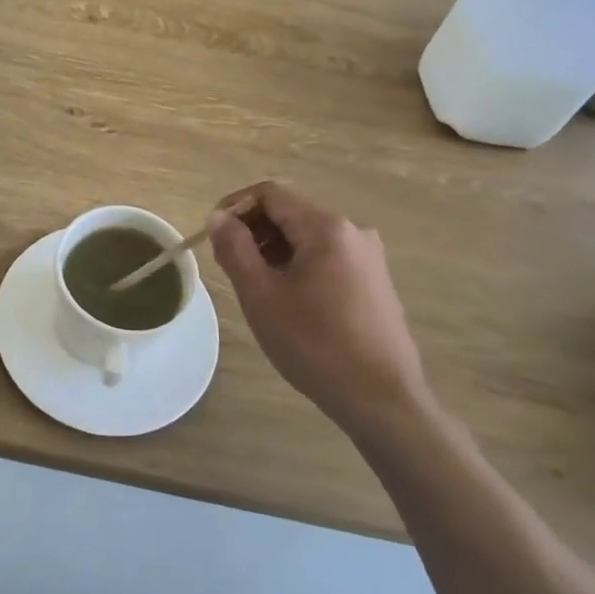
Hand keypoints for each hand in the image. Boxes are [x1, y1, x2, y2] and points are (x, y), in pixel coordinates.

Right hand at [208, 182, 428, 430]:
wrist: (382, 399)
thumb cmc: (315, 344)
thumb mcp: (261, 296)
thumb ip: (235, 249)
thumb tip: (218, 217)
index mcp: (326, 227)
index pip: (270, 194)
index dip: (235, 207)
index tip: (212, 235)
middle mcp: (353, 231)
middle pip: (291, 213)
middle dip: (254, 231)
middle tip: (229, 265)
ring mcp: (369, 257)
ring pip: (308, 238)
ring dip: (275, 251)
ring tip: (255, 287)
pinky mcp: (375, 282)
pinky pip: (328, 258)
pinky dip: (299, 266)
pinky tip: (289, 302)